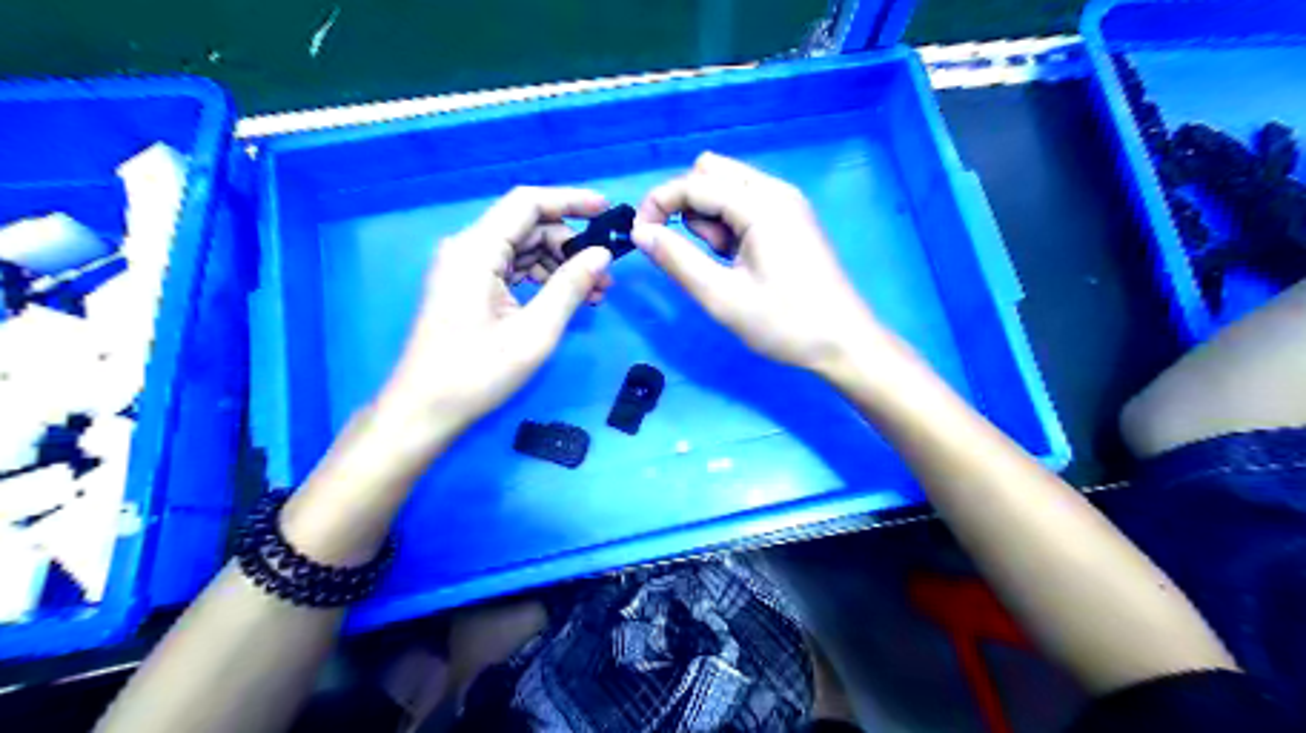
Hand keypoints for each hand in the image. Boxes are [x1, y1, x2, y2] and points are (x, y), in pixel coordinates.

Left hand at [379, 187, 617, 439]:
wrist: (424, 410)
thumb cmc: (477, 373)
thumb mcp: (534, 331)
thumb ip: (570, 287)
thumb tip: (602, 255)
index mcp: (476, 250)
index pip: (527, 203)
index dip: (570, 201)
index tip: (607, 212)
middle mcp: (467, 249)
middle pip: (527, 227)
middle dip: (570, 245)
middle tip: (605, 275)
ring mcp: (464, 268)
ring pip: (522, 249)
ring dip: (559, 266)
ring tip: (594, 295)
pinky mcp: (467, 287)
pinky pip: (510, 269)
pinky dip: (540, 280)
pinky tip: (566, 301)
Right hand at [637, 153, 888, 373]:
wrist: (843, 343)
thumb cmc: (784, 323)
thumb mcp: (722, 297)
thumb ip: (676, 260)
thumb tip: (640, 232)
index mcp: (761, 204)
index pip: (694, 182)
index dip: (658, 204)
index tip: (640, 237)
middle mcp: (775, 191)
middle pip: (711, 171)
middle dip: (688, 206)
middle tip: (697, 253)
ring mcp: (787, 204)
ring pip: (728, 187)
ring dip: (709, 217)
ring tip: (724, 265)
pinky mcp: (791, 220)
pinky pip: (746, 205)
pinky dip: (729, 225)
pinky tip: (740, 262)